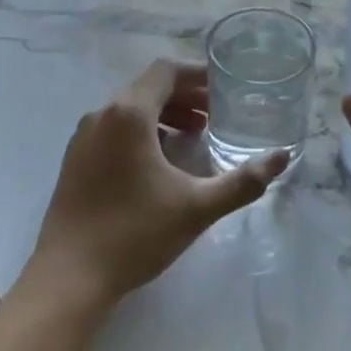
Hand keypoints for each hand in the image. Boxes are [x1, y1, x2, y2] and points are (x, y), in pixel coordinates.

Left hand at [27, 60, 289, 313]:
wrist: (67, 279)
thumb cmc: (134, 234)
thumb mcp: (197, 207)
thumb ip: (243, 181)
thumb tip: (283, 156)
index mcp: (129, 114)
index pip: (166, 71)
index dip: (197, 74)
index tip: (225, 89)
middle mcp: (102, 115)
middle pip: (148, 87)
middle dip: (185, 95)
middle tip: (217, 114)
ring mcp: (83, 137)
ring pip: (130, 108)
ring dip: (164, 113)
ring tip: (194, 135)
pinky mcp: (74, 160)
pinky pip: (114, 128)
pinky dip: (142, 130)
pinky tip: (160, 161)